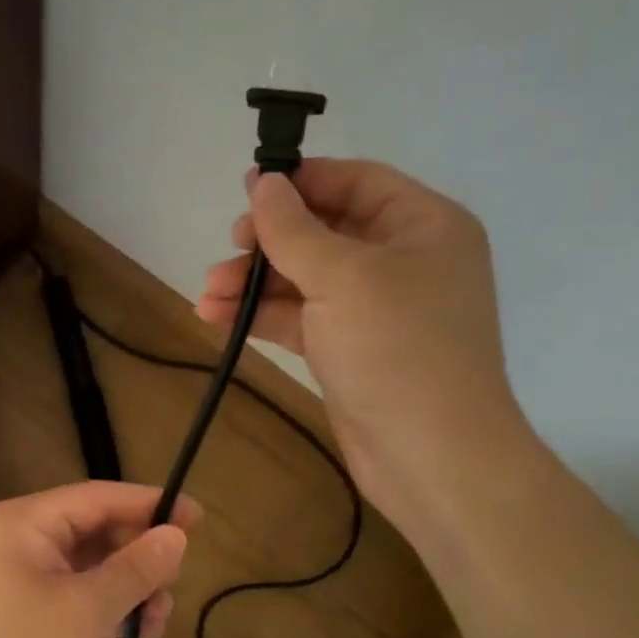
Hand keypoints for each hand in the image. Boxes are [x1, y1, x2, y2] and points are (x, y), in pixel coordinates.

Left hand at [0, 482, 199, 637]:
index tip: (199, 518)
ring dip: (129, 593)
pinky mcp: (25, 611)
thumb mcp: (91, 610)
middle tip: (170, 590)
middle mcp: (20, 539)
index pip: (98, 497)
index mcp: (25, 523)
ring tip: (152, 628)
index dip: (151, 504)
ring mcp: (20, 576)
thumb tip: (176, 535)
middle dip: (140, 562)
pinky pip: (77, 595)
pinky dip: (107, 612)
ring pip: (92, 568)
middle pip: (97, 533)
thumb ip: (137, 568)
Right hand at [198, 159, 523, 509]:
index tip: (248, 190)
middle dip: (269, 241)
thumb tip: (263, 184)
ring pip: (304, 278)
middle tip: (228, 248)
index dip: (303, 181)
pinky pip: (299, 318)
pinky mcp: (348, 349)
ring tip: (207, 293)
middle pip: (324, 231)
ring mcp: (373, 309)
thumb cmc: (397, 349)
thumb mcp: (343, 277)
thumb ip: (294, 229)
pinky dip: (261, 316)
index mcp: (423, 226)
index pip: (357, 182)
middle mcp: (401, 261)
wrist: (430, 456)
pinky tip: (216, 317)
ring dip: (254, 283)